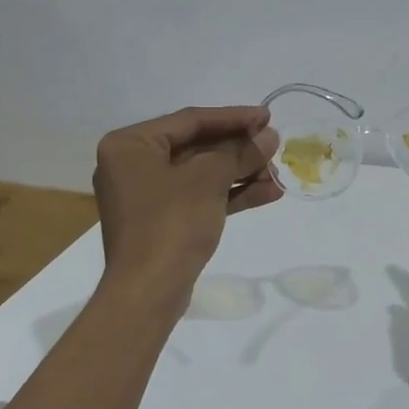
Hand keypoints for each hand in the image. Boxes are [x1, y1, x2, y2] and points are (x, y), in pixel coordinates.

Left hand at [93, 105, 281, 299]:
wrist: (149, 292)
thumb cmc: (170, 224)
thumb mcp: (208, 180)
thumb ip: (240, 153)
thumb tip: (269, 137)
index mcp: (130, 145)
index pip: (189, 121)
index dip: (233, 117)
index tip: (268, 117)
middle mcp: (133, 165)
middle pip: (196, 147)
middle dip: (239, 149)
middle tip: (275, 146)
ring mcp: (148, 196)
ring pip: (201, 175)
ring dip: (241, 173)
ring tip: (278, 173)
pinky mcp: (163, 222)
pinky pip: (200, 198)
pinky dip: (230, 195)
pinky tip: (268, 193)